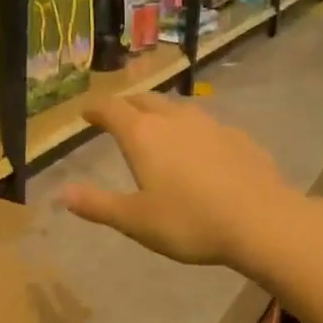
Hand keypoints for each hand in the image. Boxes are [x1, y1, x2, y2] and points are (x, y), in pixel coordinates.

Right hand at [58, 95, 305, 269]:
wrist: (262, 221)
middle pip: (145, 100)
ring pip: (177, 108)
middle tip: (117, 115)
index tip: (86, 112)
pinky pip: (206, 125)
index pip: (112, 109)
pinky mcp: (238, 137)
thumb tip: (60, 193)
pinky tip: (199, 148)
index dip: (95, 108)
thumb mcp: (136, 220)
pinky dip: (191, 130)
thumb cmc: (190, 222)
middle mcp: (174, 120)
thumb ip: (97, 204)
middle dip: (127, 104)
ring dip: (160, 112)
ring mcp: (210, 125)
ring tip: (156, 126)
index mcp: (143, 136)